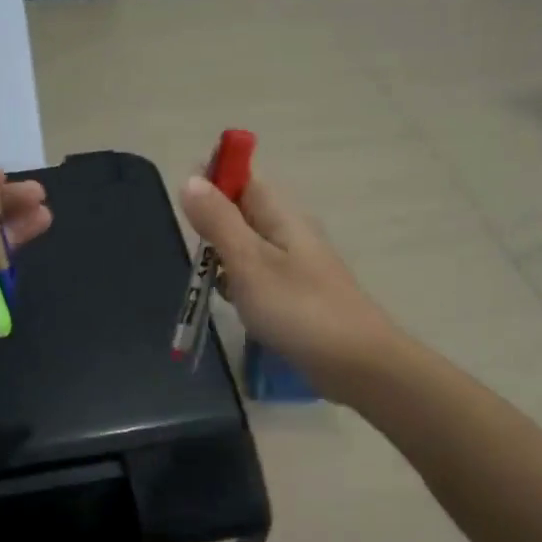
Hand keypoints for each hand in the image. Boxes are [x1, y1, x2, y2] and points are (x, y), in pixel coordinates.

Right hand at [179, 172, 396, 398]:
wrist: (355, 363)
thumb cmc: (297, 309)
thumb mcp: (248, 262)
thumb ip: (218, 222)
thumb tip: (191, 180)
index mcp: (282, 216)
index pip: (245, 179)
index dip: (215, 180)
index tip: (186, 206)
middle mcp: (291, 233)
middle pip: (244, 214)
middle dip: (215, 227)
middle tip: (199, 256)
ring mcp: (297, 266)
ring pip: (249, 248)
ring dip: (225, 260)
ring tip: (212, 285)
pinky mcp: (297, 296)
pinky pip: (259, 278)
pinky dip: (241, 286)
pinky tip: (235, 306)